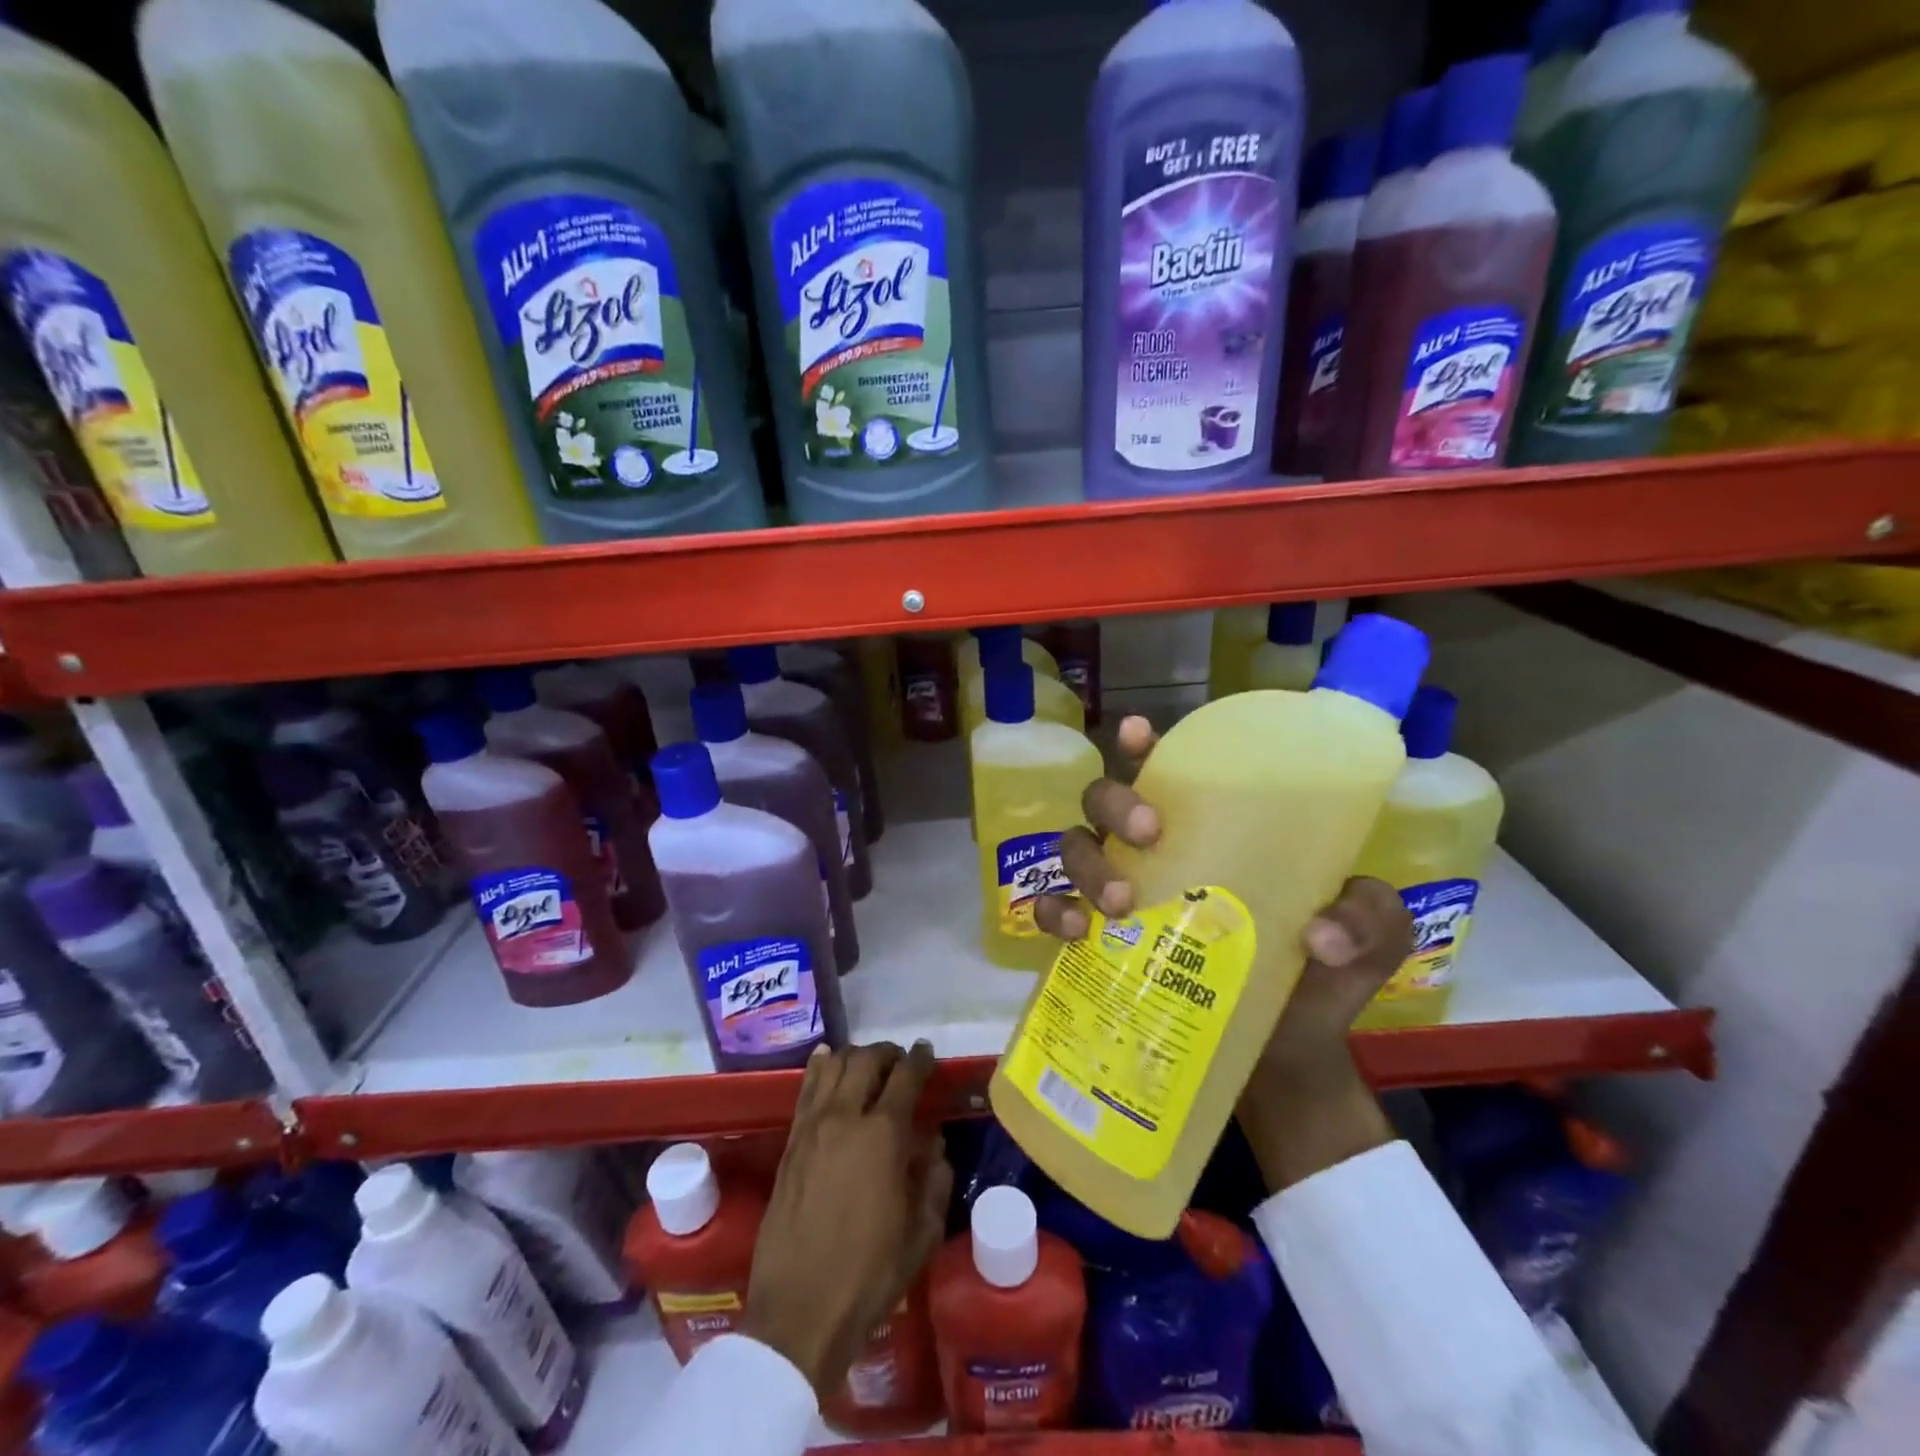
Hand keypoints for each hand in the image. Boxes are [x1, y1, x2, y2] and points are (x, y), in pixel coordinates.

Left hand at [744, 1042, 953, 1396]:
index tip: (927, 1052)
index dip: (920, 1059)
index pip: (906, 1077)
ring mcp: (812, 1127)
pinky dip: (821, 1067)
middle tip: (900, 1062)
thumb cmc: (869, 1276)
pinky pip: (806, 1088)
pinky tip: (827, 1061)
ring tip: (867, 1066)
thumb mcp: (921, 1234)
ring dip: (855, 1057)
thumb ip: (934, 1179)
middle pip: (866, 1060)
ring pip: (833, 1066)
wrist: (799, 1312)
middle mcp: (845, 1118)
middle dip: (887, 1053)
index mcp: (883, 1136)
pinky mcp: (789, 1143)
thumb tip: (933, 1142)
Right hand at [1033, 714, 1412, 1188]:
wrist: (1285, 1062)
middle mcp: (1155, 855)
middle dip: (1114, 803)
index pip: (1169, 773)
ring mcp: (1121, 897)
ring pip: (1075, 847)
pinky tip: (1074, 932)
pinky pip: (1054, 913)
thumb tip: (1320, 934)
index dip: (1142, 746)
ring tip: (1120, 903)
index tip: (1138, 734)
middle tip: (1148, 834)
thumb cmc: (1320, 982)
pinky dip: (1053, 913)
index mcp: (1213, 833)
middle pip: (1105, 800)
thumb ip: (1368, 919)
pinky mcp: (1098, 946)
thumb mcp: (1368, 940)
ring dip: (1087, 862)